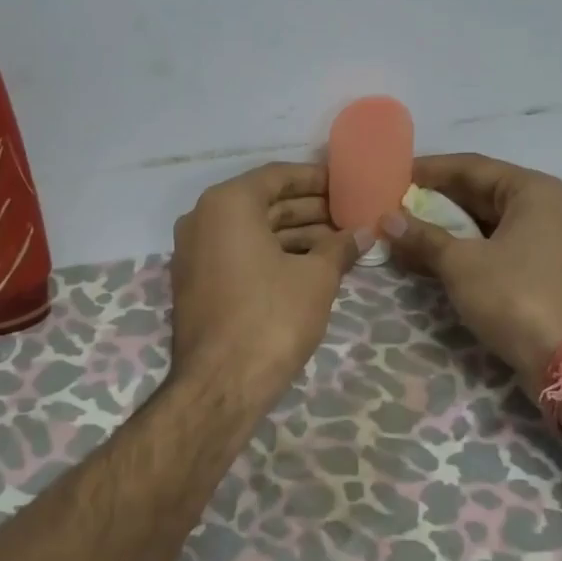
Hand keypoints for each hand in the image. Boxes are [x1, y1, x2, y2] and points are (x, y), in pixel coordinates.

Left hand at [169, 163, 364, 408]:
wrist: (221, 384)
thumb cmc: (271, 318)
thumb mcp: (316, 278)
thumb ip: (341, 247)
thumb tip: (366, 232)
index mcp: (227, 204)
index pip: (277, 176)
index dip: (316, 180)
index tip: (347, 186)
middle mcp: (202, 219)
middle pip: (264, 203)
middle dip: (310, 210)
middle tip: (350, 217)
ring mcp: (195, 253)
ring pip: (252, 232)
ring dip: (295, 235)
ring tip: (340, 244)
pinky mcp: (197, 283)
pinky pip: (239, 255)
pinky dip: (273, 255)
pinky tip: (310, 266)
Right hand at [385, 153, 561, 396]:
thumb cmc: (516, 296)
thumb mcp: (461, 264)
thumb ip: (423, 237)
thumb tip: (387, 219)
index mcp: (532, 191)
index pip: (472, 167)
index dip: (430, 169)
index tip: (394, 173)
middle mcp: (546, 208)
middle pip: (481, 193)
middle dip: (436, 201)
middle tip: (394, 204)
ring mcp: (547, 242)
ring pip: (487, 224)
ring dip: (446, 228)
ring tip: (404, 231)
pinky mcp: (543, 272)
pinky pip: (496, 248)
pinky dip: (464, 250)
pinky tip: (430, 258)